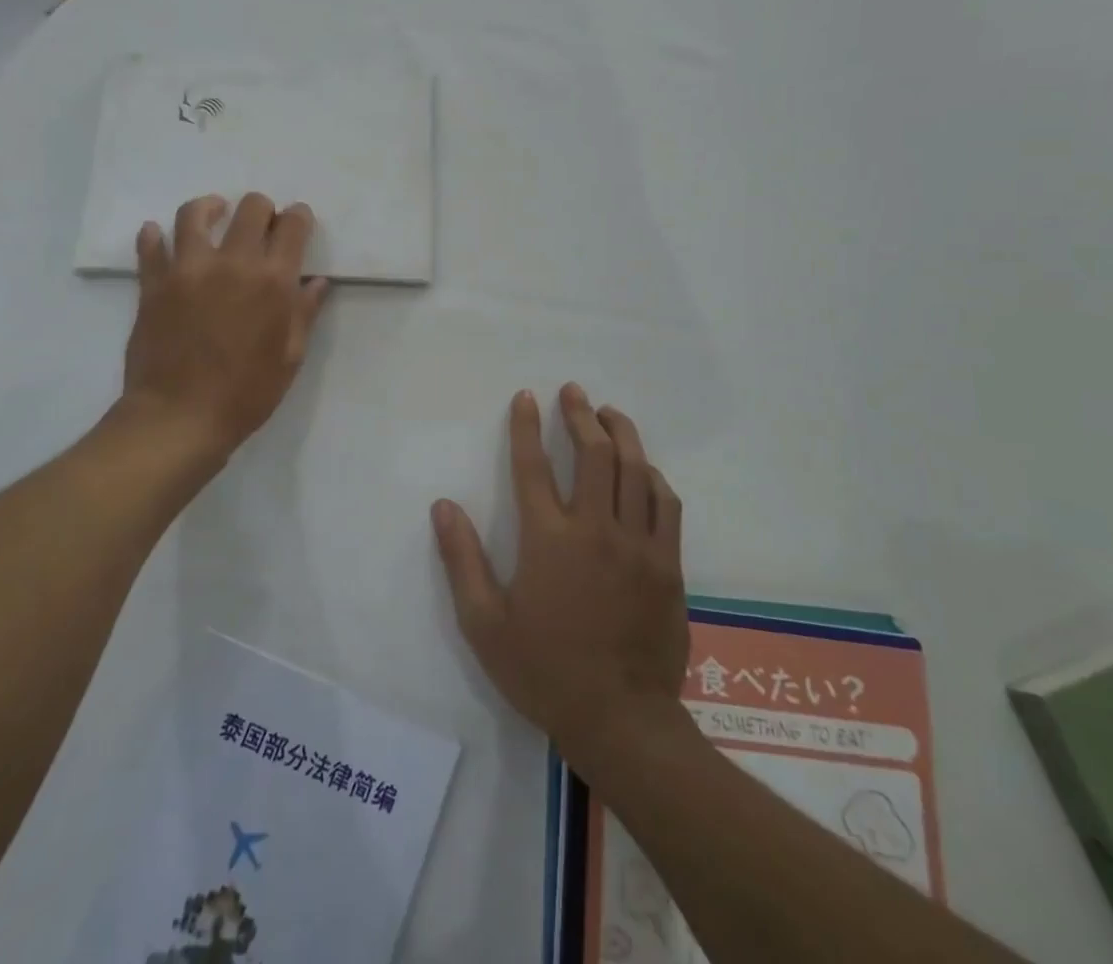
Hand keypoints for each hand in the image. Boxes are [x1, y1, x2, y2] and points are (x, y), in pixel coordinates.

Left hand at [122, 193, 328, 468]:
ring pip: (195, 214)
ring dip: (210, 208)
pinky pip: (150, 247)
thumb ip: (304, 313)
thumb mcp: (289, 358)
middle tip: (262, 223)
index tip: (298, 221)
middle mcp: (232, 263)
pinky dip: (154, 236)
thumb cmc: (245, 394)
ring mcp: (187, 270)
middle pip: (250, 208)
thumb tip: (316, 282)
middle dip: (262, 208)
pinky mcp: (153, 284)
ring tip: (214, 214)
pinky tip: (159, 235)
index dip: (299, 217)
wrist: (179, 418)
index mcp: (272, 281)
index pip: (292, 227)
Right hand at [431, 385, 689, 772]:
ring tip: (608, 413)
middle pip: (593, 454)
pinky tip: (644, 469)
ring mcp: (638, 544)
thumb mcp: (485, 624)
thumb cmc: (544, 671)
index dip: (526, 426)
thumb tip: (443, 506)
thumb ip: (462, 560)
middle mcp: (596, 529)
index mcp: (549, 540)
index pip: (533, 466)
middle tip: (573, 392)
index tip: (526, 397)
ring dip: (621, 433)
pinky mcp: (669, 564)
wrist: (620, 720)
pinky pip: (666, 504)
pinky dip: (653, 477)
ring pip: (635, 469)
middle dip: (580, 415)